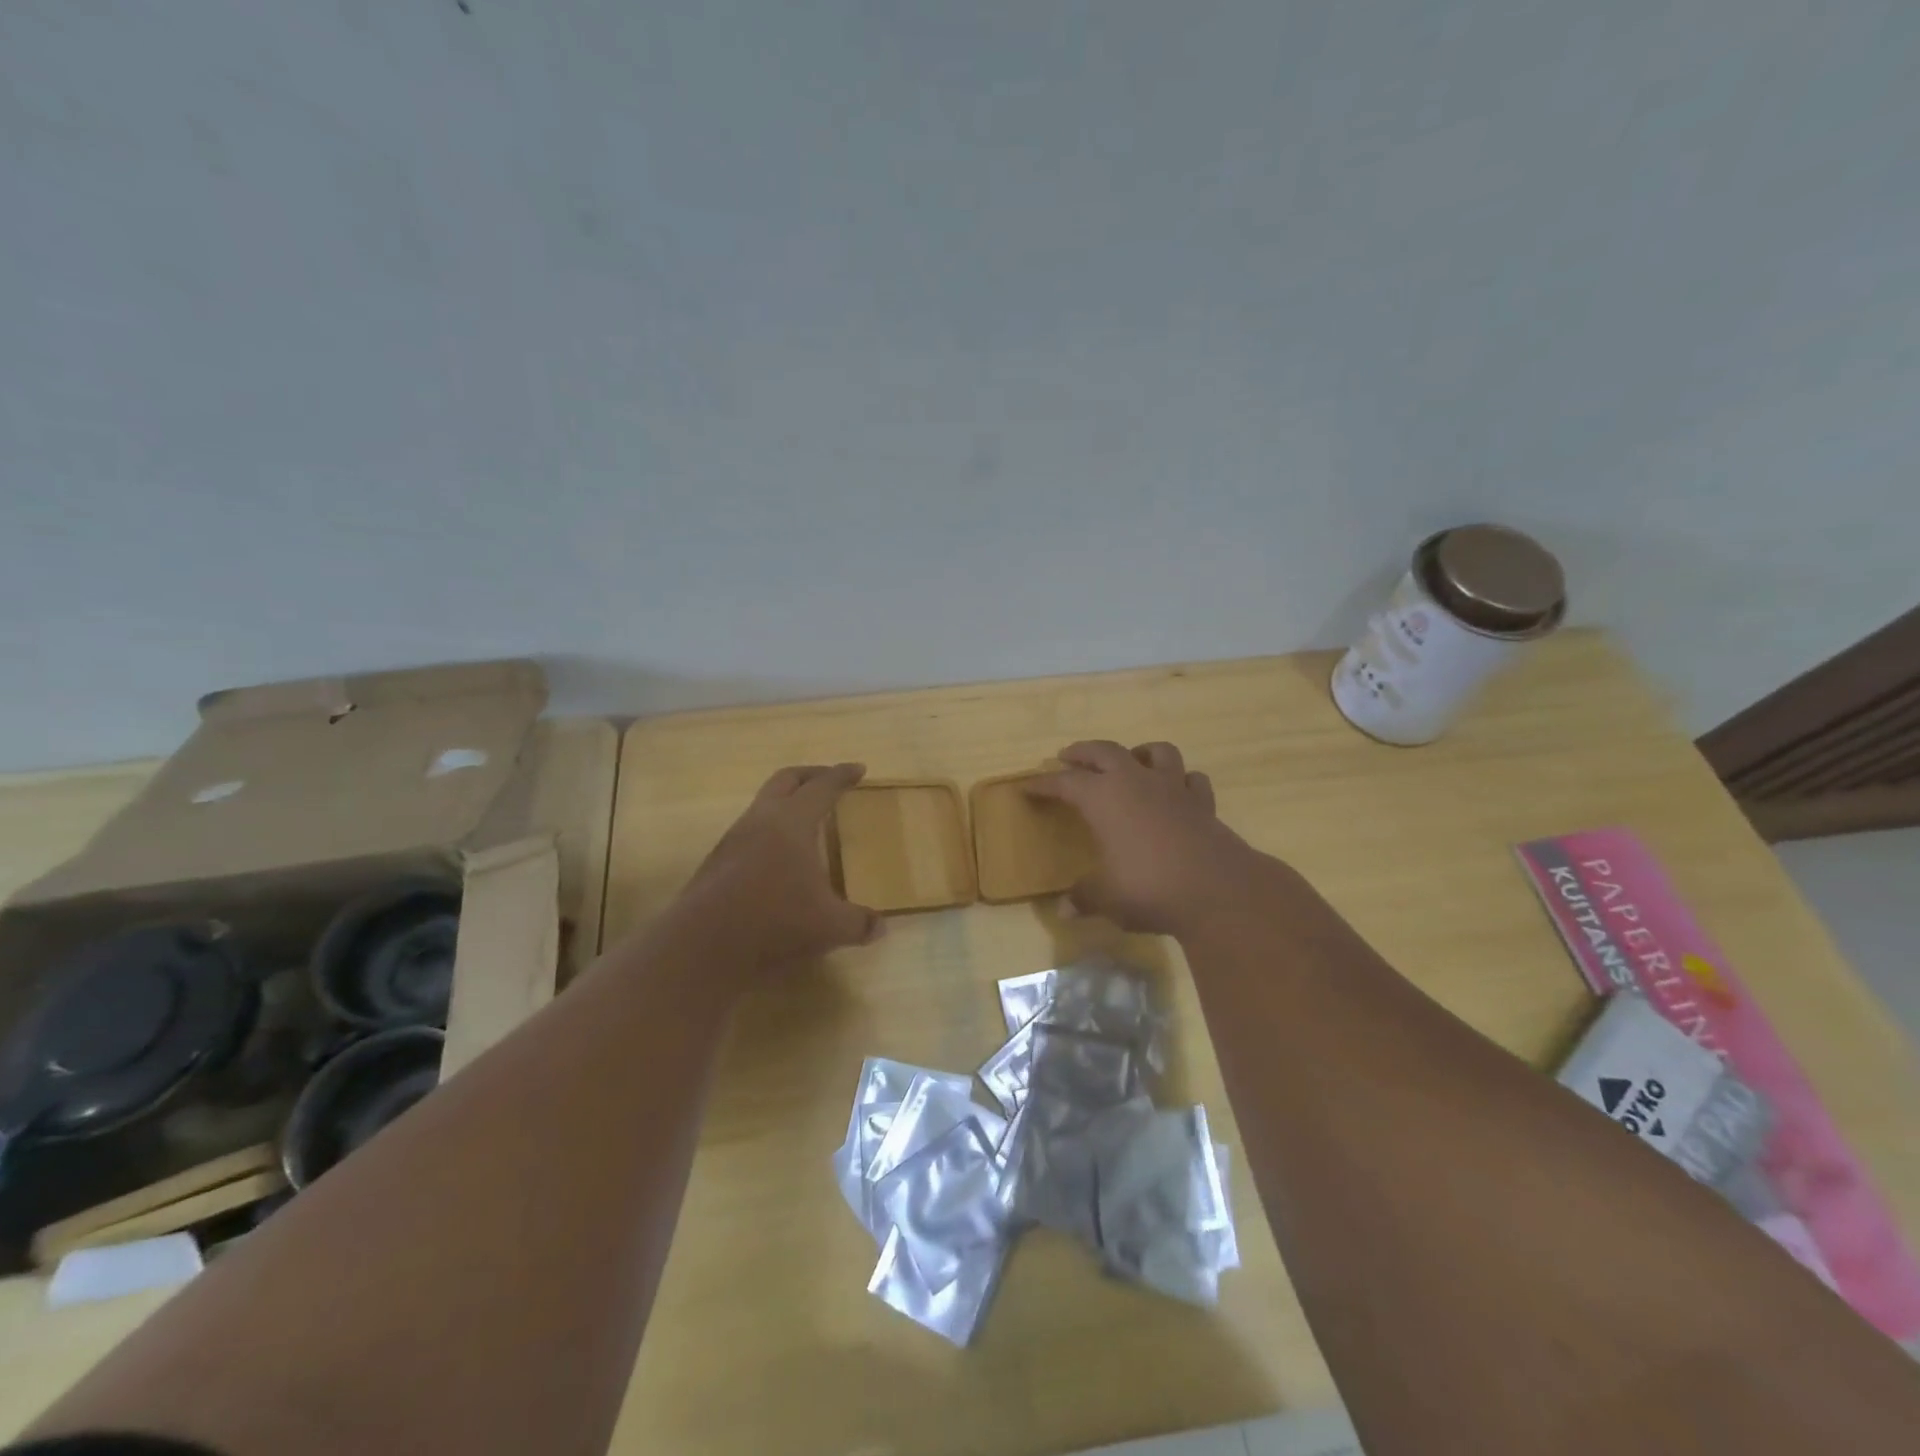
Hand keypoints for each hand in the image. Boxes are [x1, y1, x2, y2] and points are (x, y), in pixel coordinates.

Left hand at [669, 763, 883, 976]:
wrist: (702, 946)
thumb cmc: (774, 922)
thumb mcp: (829, 927)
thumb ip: (859, 924)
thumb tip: (881, 927)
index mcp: (792, 822)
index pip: (822, 787)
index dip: (842, 775)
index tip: (859, 768)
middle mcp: (761, 820)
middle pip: (786, 780)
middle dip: (810, 775)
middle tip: (830, 780)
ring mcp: (733, 840)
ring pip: (762, 804)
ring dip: (785, 802)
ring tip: (805, 820)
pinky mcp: (716, 862)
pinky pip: (748, 831)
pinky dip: (769, 830)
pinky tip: (778, 858)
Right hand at [1025, 740, 1266, 935]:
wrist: (1218, 891)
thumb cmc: (1149, 889)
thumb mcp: (1107, 898)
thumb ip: (1084, 898)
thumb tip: (1063, 910)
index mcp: (1103, 798)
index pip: (1065, 783)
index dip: (1044, 784)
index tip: (1027, 787)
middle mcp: (1135, 782)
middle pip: (1104, 752)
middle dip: (1083, 752)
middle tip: (1067, 755)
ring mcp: (1173, 788)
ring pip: (1155, 752)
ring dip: (1138, 752)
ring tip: (1130, 761)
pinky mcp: (1203, 803)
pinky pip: (1191, 779)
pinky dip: (1181, 780)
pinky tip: (1176, 790)